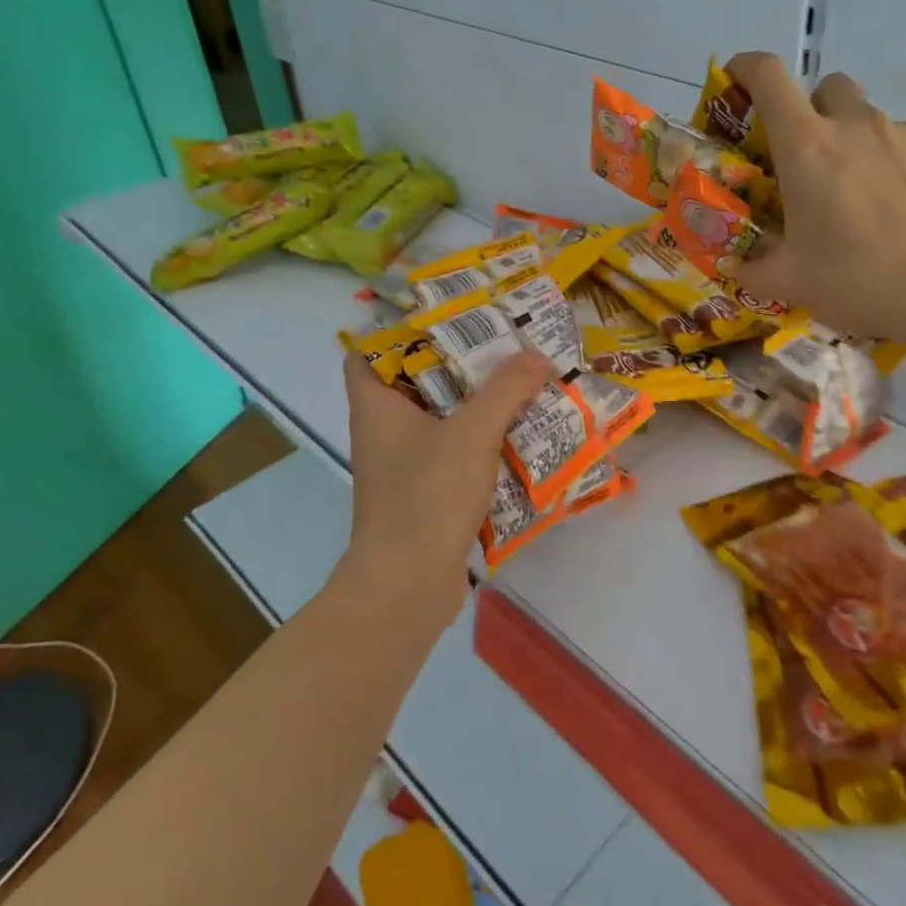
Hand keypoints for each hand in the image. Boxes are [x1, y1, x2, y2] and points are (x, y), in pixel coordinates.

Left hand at [339, 349, 554, 618]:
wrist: (408, 586)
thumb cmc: (426, 496)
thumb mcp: (471, 433)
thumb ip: (506, 390)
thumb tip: (537, 355)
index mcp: (377, 406)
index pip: (367, 354)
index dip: (397, 332)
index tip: (444, 319)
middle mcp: (384, 431)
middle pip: (416, 383)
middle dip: (458, 364)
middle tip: (500, 344)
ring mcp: (404, 465)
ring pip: (439, 419)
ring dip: (476, 404)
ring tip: (518, 381)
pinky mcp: (425, 493)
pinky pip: (453, 453)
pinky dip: (481, 441)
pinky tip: (519, 433)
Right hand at [724, 52, 905, 341]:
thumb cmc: (854, 278)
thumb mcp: (789, 281)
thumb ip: (753, 269)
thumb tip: (737, 268)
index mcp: (806, 146)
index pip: (768, 76)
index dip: (747, 68)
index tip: (738, 82)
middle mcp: (854, 124)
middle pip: (826, 88)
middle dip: (813, 112)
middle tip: (811, 160)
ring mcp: (904, 133)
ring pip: (870, 120)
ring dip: (857, 143)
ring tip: (863, 196)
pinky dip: (895, 165)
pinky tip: (902, 209)